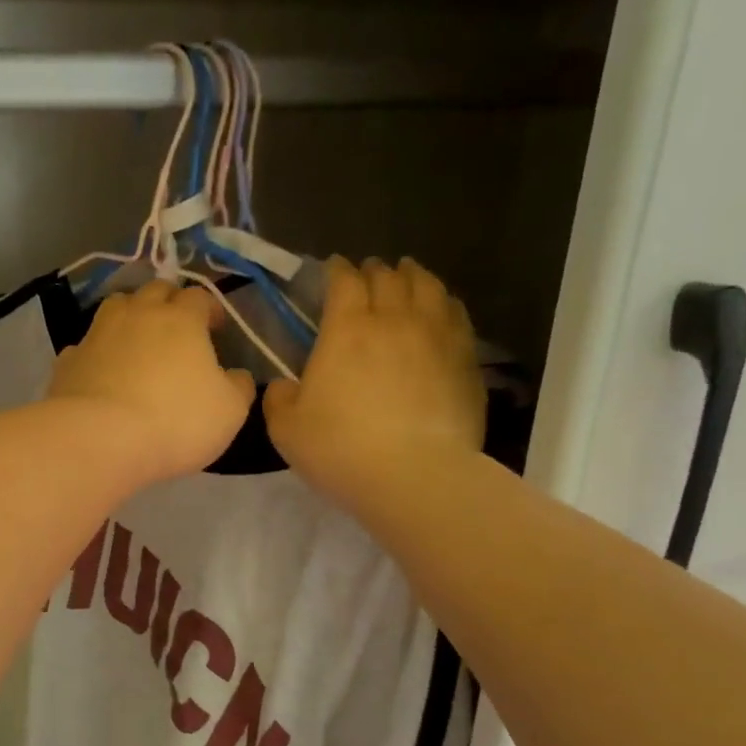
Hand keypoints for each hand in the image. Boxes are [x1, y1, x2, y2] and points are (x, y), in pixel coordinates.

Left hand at [49, 282, 256, 479]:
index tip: (216, 327)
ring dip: (130, 315)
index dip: (210, 308)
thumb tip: (237, 375)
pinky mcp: (68, 360)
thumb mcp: (229, 411)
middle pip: (155, 291)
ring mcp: (97, 334)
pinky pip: (85, 345)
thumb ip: (238, 387)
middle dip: (169, 301)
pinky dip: (97, 351)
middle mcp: (137, 315)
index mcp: (180, 319)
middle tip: (177, 326)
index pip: (199, 297)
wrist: (100, 439)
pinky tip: (100, 370)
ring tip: (137, 338)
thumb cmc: (176, 421)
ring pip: (116, 307)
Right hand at [265, 257, 485, 506]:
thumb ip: (279, 399)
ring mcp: (437, 336)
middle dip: (374, 270)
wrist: (414, 476)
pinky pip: (456, 314)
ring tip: (408, 276)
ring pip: (428, 287)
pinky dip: (444, 303)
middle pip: (388, 277)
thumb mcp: (286, 429)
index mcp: (347, 329)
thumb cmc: (341, 449)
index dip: (337, 270)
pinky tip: (441, 309)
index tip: (333, 269)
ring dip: (413, 276)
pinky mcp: (466, 359)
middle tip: (368, 273)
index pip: (344, 281)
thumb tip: (283, 385)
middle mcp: (394, 319)